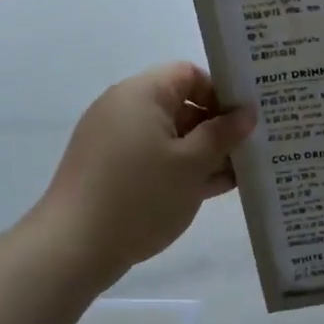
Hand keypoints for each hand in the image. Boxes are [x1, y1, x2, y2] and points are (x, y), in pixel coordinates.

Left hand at [29, 63, 255, 281]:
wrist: (72, 249)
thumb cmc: (140, 195)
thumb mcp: (193, 164)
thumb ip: (224, 134)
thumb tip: (247, 112)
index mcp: (142, 94)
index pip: (190, 75)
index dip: (221, 94)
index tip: (245, 122)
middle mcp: (124, 109)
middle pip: (181, 105)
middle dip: (217, 127)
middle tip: (251, 149)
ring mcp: (114, 141)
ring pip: (170, 136)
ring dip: (203, 152)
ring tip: (239, 174)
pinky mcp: (110, 170)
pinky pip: (154, 158)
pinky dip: (181, 168)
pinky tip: (211, 189)